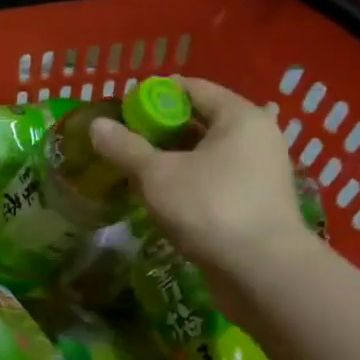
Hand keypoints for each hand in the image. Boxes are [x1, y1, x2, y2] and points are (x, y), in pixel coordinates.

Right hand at [89, 76, 315, 281]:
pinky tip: (165, 193)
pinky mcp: (255, 202)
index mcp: (240, 117)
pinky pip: (215, 178)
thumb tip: (96, 126)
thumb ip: (125, 147)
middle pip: (201, 120)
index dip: (155, 94)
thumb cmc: (210, 208)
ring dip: (174, 157)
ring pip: (207, 153)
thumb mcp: (157, 174)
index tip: (124, 108)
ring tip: (137, 167)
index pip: (193, 88)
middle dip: (162, 128)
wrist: (262, 271)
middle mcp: (257, 137)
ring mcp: (260, 171)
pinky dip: (189, 179)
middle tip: (125, 139)